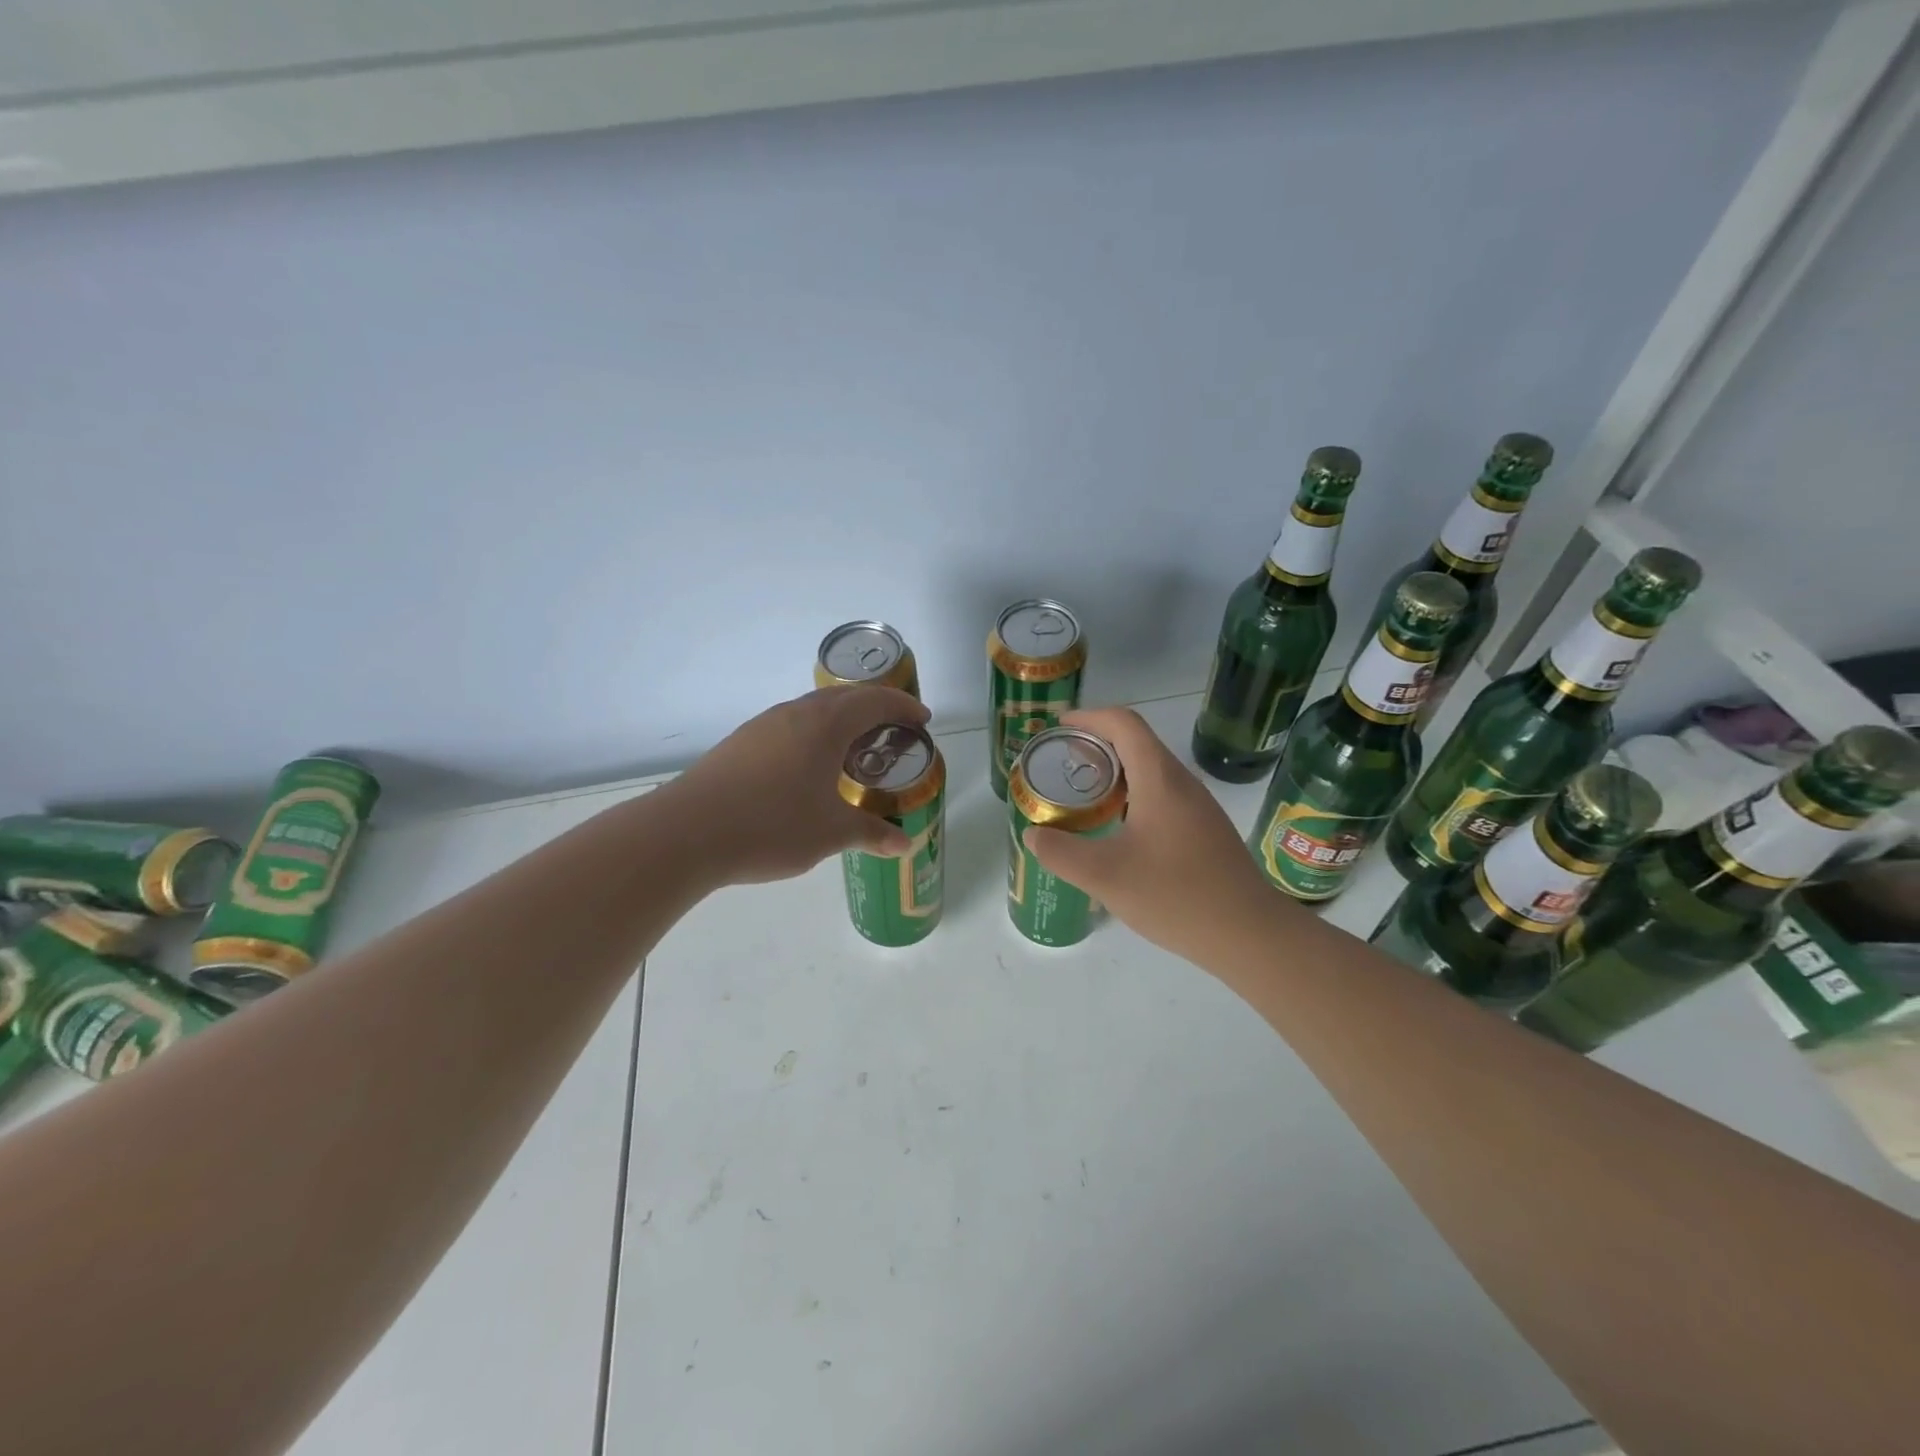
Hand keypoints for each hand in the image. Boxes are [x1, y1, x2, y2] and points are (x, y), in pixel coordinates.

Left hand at [667, 685, 930, 885]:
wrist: (686, 832)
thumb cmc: (771, 825)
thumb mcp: (830, 833)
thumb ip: (871, 834)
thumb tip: (905, 844)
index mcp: (824, 725)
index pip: (874, 702)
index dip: (903, 707)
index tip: (923, 719)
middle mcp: (794, 714)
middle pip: (843, 696)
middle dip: (874, 706)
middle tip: (894, 728)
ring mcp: (763, 726)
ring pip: (812, 709)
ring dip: (841, 718)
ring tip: (855, 746)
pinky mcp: (740, 743)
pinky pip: (790, 725)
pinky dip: (814, 733)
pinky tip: (809, 766)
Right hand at [1023, 707, 1280, 963]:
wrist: (1250, 934)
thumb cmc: (1177, 896)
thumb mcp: (1105, 876)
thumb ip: (1061, 853)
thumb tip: (1034, 835)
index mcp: (1160, 780)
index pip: (1124, 724)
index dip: (1089, 717)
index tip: (1058, 726)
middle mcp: (1182, 784)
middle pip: (1137, 743)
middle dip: (1096, 744)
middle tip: (1061, 764)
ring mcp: (1198, 808)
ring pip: (1151, 772)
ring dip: (1115, 773)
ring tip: (1082, 796)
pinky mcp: (1204, 831)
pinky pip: (1162, 796)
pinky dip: (1131, 797)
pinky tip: (1117, 830)